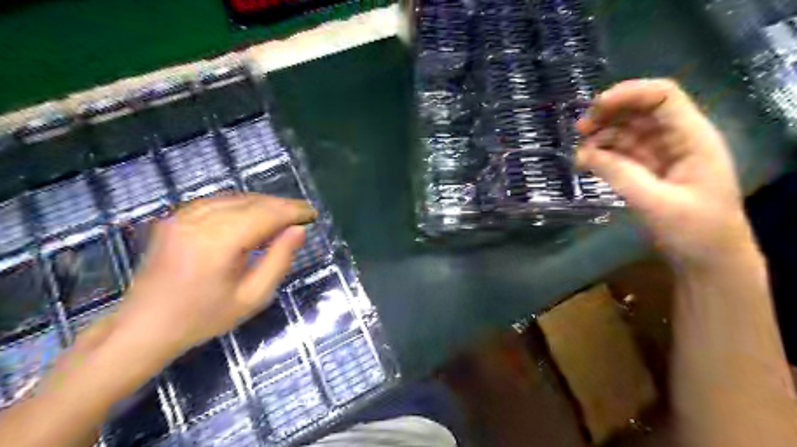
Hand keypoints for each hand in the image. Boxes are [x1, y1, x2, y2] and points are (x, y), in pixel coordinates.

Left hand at [106, 194, 317, 360]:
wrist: (145, 326)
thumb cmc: (205, 317)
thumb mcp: (253, 297)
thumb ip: (279, 260)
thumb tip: (299, 230)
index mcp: (218, 243)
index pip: (266, 215)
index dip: (293, 211)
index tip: (312, 214)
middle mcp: (199, 221)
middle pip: (252, 202)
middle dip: (281, 206)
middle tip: (302, 215)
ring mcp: (183, 216)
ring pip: (235, 198)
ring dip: (264, 204)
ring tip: (283, 216)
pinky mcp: (175, 217)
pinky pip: (217, 201)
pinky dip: (241, 205)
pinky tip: (253, 215)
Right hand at [576, 79, 754, 266]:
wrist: (710, 260)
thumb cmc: (696, 231)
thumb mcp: (657, 203)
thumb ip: (621, 175)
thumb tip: (582, 154)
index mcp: (692, 138)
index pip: (662, 97)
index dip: (629, 93)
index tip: (595, 108)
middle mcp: (677, 140)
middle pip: (640, 111)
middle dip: (609, 114)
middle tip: (578, 130)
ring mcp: (662, 155)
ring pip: (628, 132)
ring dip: (602, 136)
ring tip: (579, 154)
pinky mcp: (649, 171)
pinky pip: (622, 154)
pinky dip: (603, 155)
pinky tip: (586, 163)